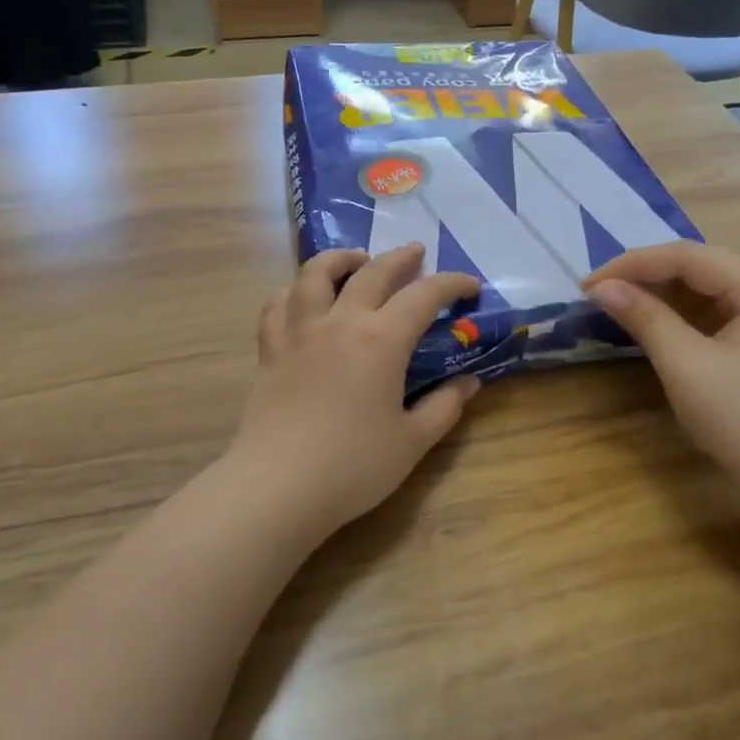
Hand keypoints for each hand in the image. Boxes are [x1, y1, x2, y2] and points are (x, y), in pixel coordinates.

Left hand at [228, 245, 481, 535]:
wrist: (278, 487)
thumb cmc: (353, 466)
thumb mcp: (412, 441)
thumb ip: (444, 407)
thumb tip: (469, 383)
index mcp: (381, 340)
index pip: (423, 296)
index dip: (450, 284)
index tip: (468, 285)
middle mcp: (340, 323)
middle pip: (372, 272)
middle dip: (400, 258)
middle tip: (416, 253)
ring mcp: (299, 332)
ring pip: (315, 274)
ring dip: (340, 258)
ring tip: (355, 259)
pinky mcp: (271, 351)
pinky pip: (277, 305)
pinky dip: (293, 291)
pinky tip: (302, 296)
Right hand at [584, 243, 739, 495]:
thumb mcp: (687, 366)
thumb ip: (645, 318)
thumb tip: (599, 287)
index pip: (689, 256)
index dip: (634, 264)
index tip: (588, 284)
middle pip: (697, 265)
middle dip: (644, 275)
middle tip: (597, 292)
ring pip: (703, 285)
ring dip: (658, 291)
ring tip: (615, 301)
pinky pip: (712, 307)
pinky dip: (677, 311)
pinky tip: (648, 317)